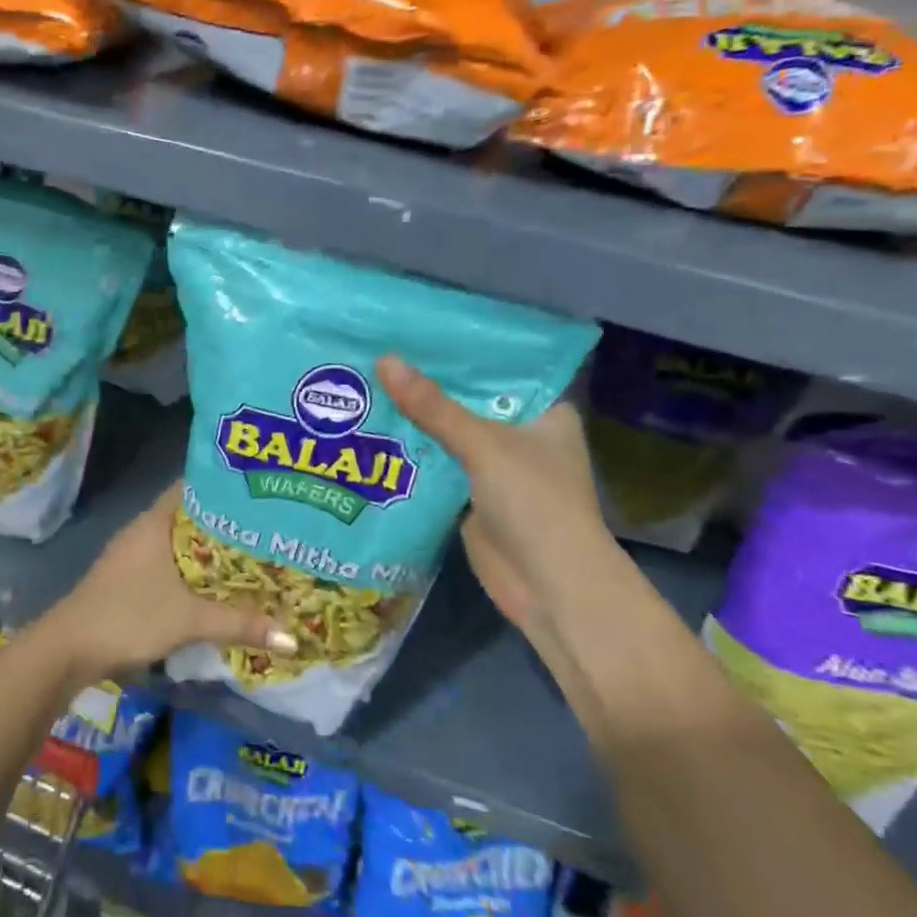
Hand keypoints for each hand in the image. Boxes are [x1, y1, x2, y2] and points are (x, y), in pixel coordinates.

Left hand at [43, 482, 296, 680]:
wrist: (68, 649)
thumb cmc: (128, 616)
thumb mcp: (189, 620)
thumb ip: (239, 623)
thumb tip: (292, 637)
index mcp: (155, 521)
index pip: (193, 486)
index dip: (225, 485)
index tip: (260, 489)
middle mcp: (144, 529)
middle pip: (191, 516)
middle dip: (226, 523)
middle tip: (268, 527)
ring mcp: (133, 554)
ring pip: (180, 543)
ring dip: (209, 550)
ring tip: (252, 555)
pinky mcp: (128, 579)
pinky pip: (169, 563)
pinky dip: (192, 570)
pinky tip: (215, 586)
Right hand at [377, 355, 619, 631]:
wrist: (550, 587)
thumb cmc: (535, 503)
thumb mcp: (484, 445)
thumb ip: (434, 407)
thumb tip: (384, 361)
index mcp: (544, 412)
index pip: (498, 368)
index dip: (460, 350)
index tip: (414, 328)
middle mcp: (522, 435)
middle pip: (468, 401)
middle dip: (428, 384)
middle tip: (377, 351)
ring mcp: (495, 468)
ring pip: (449, 433)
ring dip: (416, 418)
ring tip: (366, 382)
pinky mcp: (471, 496)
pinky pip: (437, 465)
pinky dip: (412, 452)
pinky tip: (373, 430)